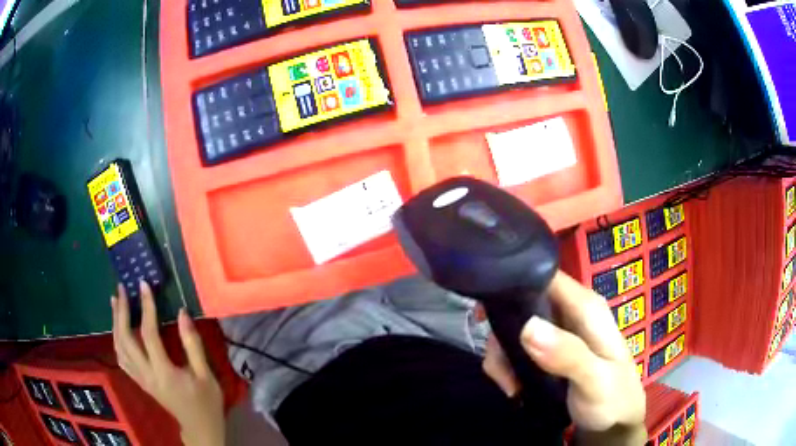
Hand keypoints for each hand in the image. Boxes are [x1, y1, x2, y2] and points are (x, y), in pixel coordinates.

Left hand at [111, 281, 224, 445]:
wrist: (200, 427)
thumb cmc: (206, 402)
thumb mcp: (206, 375)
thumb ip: (193, 344)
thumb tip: (182, 313)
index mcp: (164, 372)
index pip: (148, 334)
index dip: (146, 307)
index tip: (144, 285)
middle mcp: (146, 374)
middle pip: (125, 339)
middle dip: (120, 312)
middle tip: (121, 289)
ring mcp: (140, 379)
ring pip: (119, 348)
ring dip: (115, 323)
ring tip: (115, 301)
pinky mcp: (140, 381)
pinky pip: (121, 358)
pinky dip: (117, 339)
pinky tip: (118, 329)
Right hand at [482, 272, 645, 443]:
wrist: (615, 424)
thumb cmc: (613, 398)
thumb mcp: (596, 380)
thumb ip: (568, 355)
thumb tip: (527, 327)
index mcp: (586, 307)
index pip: (545, 276)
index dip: (513, 283)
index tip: (484, 312)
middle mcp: (570, 312)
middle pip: (523, 304)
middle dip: (503, 333)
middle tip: (500, 368)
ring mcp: (559, 332)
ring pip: (516, 328)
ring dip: (503, 356)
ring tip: (509, 386)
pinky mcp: (549, 351)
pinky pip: (518, 348)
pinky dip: (508, 366)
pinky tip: (513, 388)